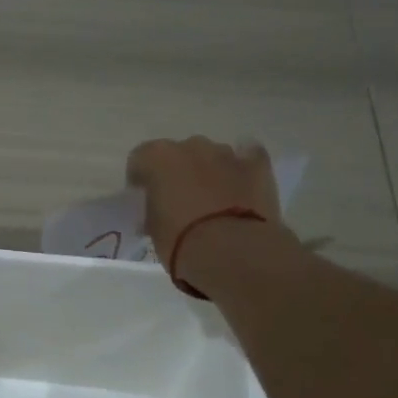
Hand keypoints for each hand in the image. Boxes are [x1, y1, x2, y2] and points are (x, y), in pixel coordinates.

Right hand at [126, 136, 286, 289]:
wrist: (231, 251)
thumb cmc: (180, 241)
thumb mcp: (152, 228)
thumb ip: (153, 209)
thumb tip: (159, 209)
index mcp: (158, 157)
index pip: (140, 159)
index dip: (141, 179)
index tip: (144, 200)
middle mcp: (191, 146)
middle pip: (179, 154)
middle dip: (178, 173)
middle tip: (180, 202)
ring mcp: (226, 153)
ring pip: (212, 156)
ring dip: (209, 172)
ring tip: (213, 202)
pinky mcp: (257, 165)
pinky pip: (248, 157)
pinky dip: (242, 168)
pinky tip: (241, 186)